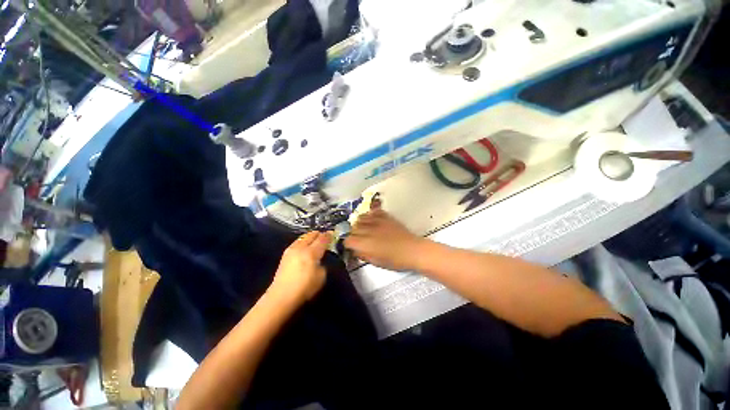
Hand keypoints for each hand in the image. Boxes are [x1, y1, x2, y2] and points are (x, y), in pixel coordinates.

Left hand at [270, 231, 331, 305]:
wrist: (281, 296)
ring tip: (315, 240)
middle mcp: (301, 247)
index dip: (329, 235)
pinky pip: (297, 242)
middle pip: (311, 235)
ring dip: (310, 237)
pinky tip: (305, 246)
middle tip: (324, 236)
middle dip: (319, 234)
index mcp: (311, 252)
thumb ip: (322, 265)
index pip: (322, 239)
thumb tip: (319, 260)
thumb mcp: (321, 277)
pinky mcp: (285, 255)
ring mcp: (291, 250)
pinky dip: (303, 241)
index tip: (333, 233)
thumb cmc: (304, 288)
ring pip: (303, 237)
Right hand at [344, 204, 424, 271]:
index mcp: (364, 243)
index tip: (353, 246)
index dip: (349, 244)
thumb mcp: (376, 262)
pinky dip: (370, 215)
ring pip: (360, 218)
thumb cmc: (395, 260)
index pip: (348, 240)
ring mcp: (376, 221)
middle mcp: (367, 230)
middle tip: (360, 239)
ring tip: (365, 228)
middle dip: (354, 234)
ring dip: (360, 223)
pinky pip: (373, 211)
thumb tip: (356, 250)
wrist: (412, 250)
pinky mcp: (385, 216)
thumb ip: (363, 254)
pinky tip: (373, 220)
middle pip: (353, 228)